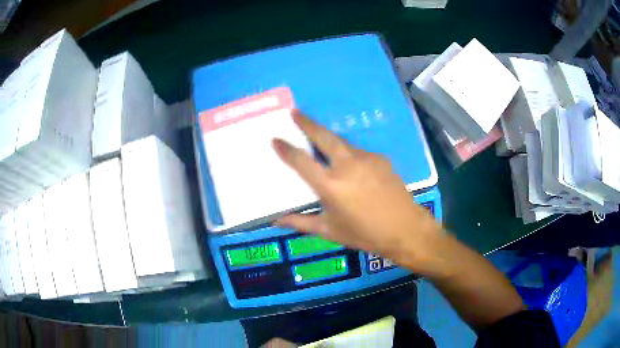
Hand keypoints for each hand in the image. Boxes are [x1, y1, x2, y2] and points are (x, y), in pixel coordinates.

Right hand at [272, 110, 443, 273]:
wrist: (406, 230)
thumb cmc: (365, 234)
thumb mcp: (329, 231)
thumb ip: (300, 222)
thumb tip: (275, 221)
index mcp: (331, 185)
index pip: (301, 161)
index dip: (286, 149)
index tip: (275, 138)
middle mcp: (347, 165)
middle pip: (324, 137)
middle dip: (307, 123)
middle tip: (295, 112)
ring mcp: (367, 159)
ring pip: (343, 143)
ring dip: (329, 140)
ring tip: (320, 141)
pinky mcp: (381, 159)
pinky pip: (359, 152)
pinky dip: (349, 154)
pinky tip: (350, 166)